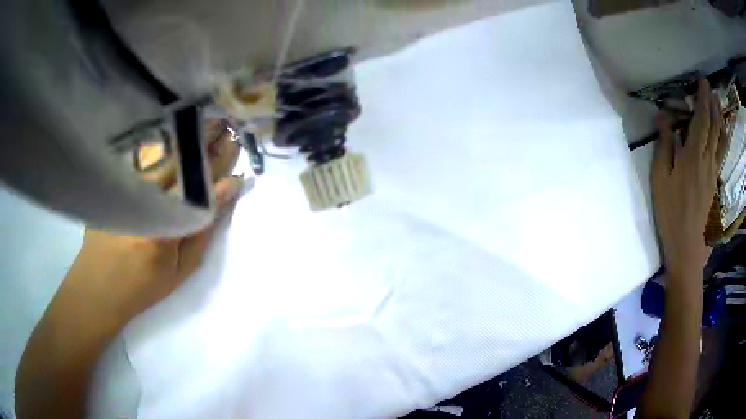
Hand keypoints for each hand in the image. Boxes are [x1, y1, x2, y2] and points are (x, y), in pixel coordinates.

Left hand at [62, 123, 242, 329]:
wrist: (97, 287)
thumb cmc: (142, 285)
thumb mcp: (180, 270)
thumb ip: (203, 231)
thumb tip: (226, 192)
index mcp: (164, 224)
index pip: (201, 186)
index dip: (221, 164)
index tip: (237, 147)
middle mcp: (142, 196)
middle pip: (180, 161)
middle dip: (205, 140)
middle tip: (225, 123)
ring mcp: (124, 185)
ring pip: (158, 152)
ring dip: (184, 137)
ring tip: (203, 122)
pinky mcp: (111, 182)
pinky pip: (139, 156)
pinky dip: (158, 143)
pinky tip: (170, 133)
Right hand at [651, 78, 728, 282]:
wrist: (686, 247)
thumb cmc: (670, 213)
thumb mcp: (660, 178)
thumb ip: (664, 144)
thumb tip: (665, 116)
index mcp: (693, 156)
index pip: (701, 119)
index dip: (702, 98)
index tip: (702, 81)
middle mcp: (707, 160)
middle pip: (714, 127)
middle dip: (712, 104)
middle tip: (710, 87)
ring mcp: (713, 172)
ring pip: (720, 139)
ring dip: (720, 118)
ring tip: (717, 103)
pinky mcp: (714, 182)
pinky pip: (720, 153)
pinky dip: (722, 137)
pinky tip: (721, 132)